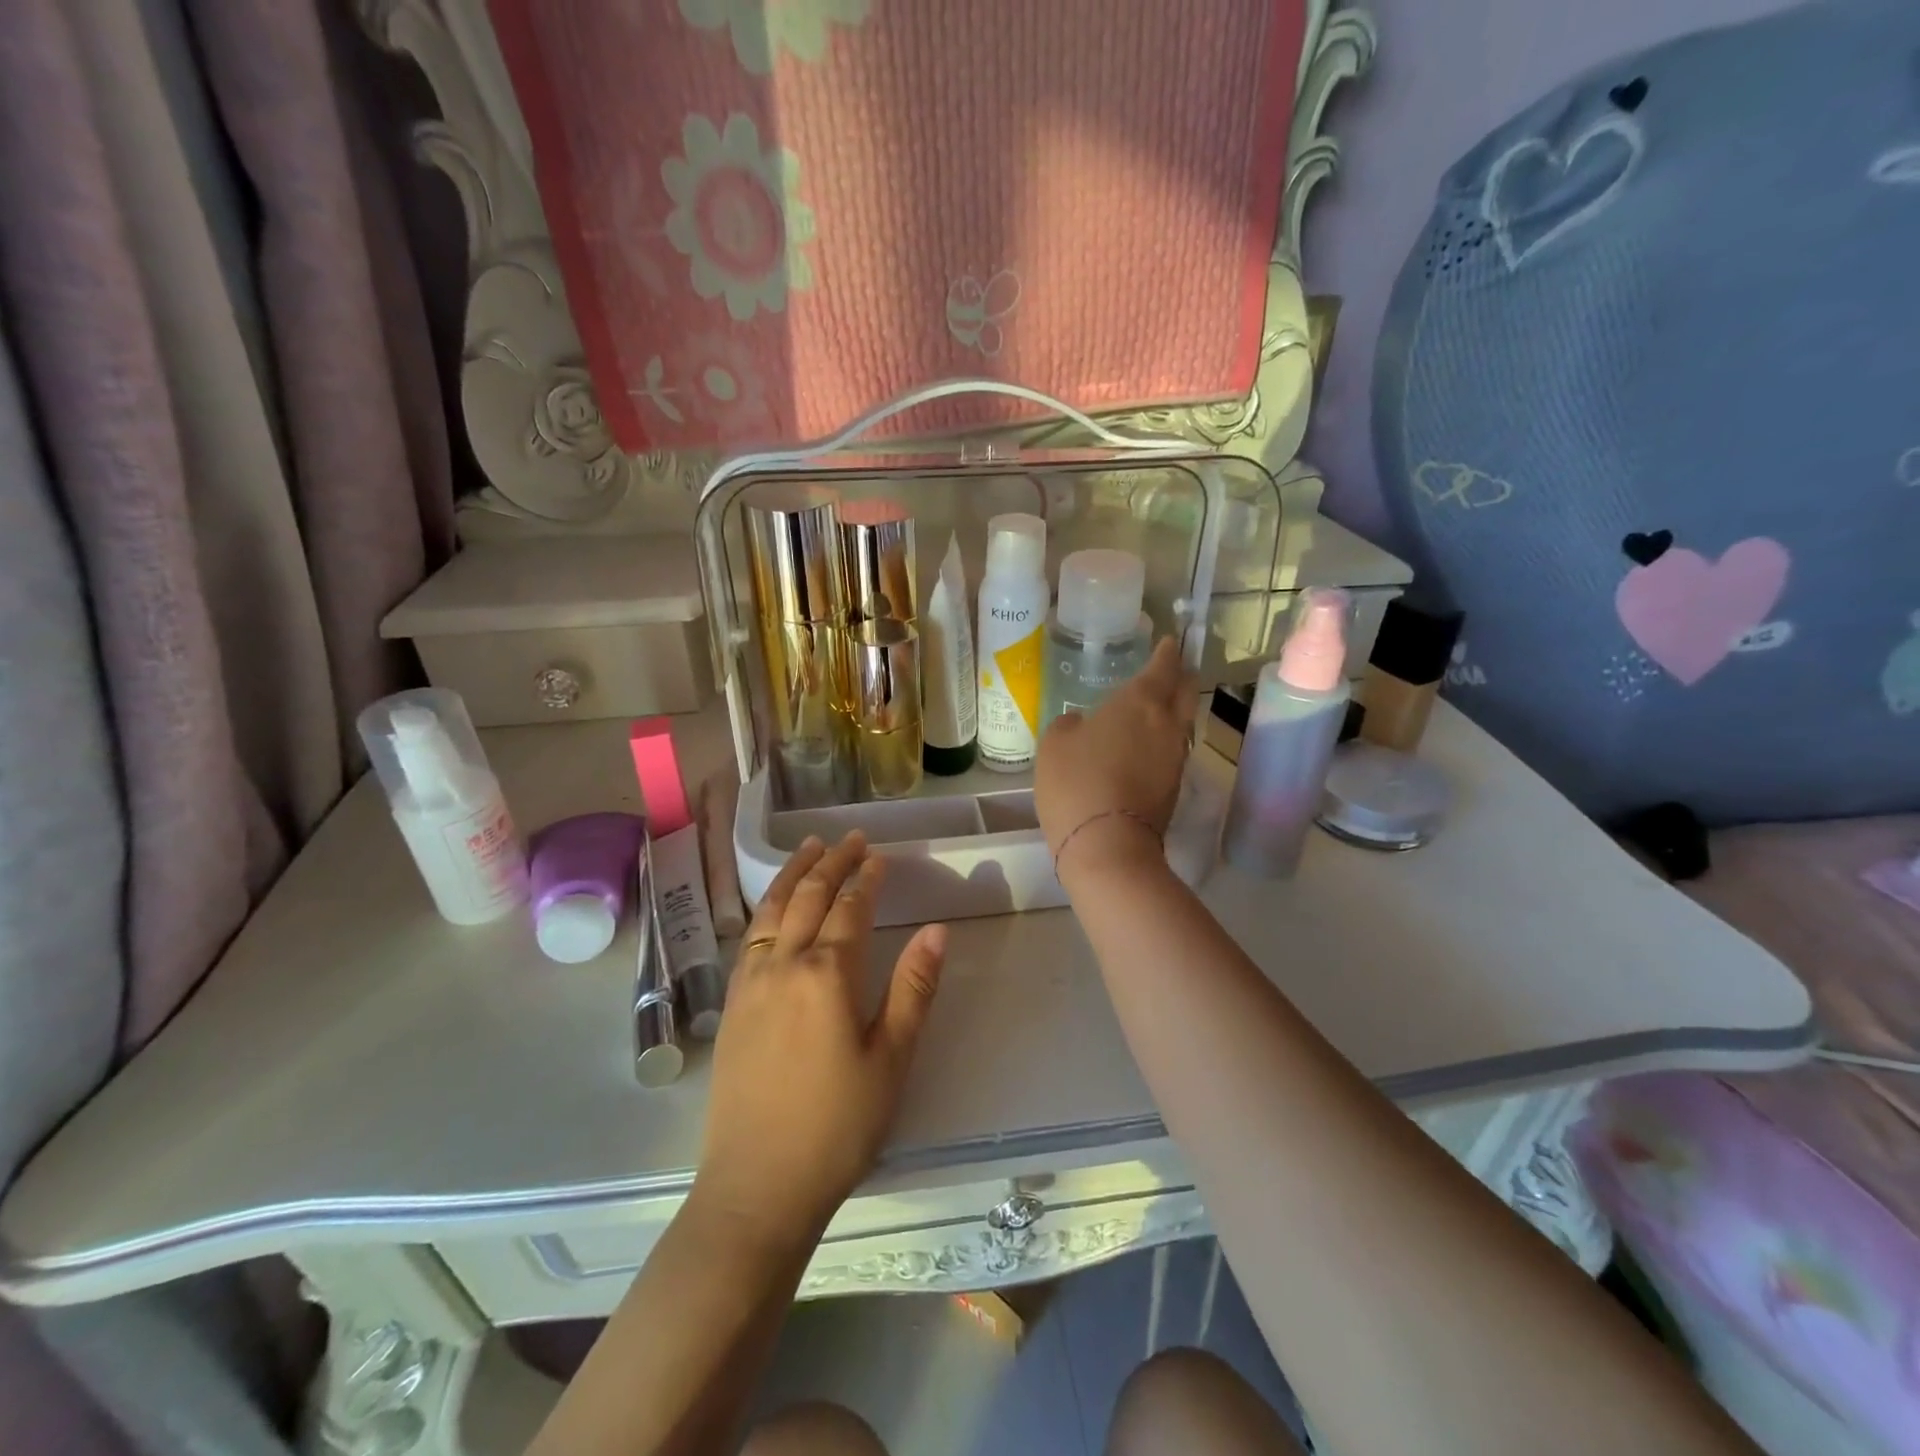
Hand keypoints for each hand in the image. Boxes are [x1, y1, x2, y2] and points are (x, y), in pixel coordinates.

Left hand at [694, 833, 946, 1248]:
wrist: (757, 1186)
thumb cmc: (837, 1126)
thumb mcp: (891, 1059)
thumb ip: (914, 989)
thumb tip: (937, 930)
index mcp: (827, 975)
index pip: (850, 908)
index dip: (867, 878)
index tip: (880, 856)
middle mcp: (783, 966)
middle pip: (808, 897)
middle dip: (831, 862)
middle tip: (850, 838)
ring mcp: (750, 983)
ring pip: (771, 910)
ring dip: (793, 874)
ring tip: (809, 847)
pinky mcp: (731, 1005)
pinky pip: (749, 936)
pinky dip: (766, 906)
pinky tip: (773, 905)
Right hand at [1036, 637, 1195, 880]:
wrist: (1107, 844)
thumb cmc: (1076, 782)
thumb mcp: (1055, 745)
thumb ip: (1069, 725)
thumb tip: (1081, 723)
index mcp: (1140, 702)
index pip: (1162, 666)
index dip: (1166, 652)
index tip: (1169, 642)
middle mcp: (1167, 723)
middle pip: (1185, 691)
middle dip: (1180, 677)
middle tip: (1170, 670)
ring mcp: (1175, 757)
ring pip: (1183, 722)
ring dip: (1174, 711)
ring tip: (1156, 707)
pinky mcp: (1174, 787)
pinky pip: (1173, 750)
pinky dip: (1164, 740)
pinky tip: (1147, 746)